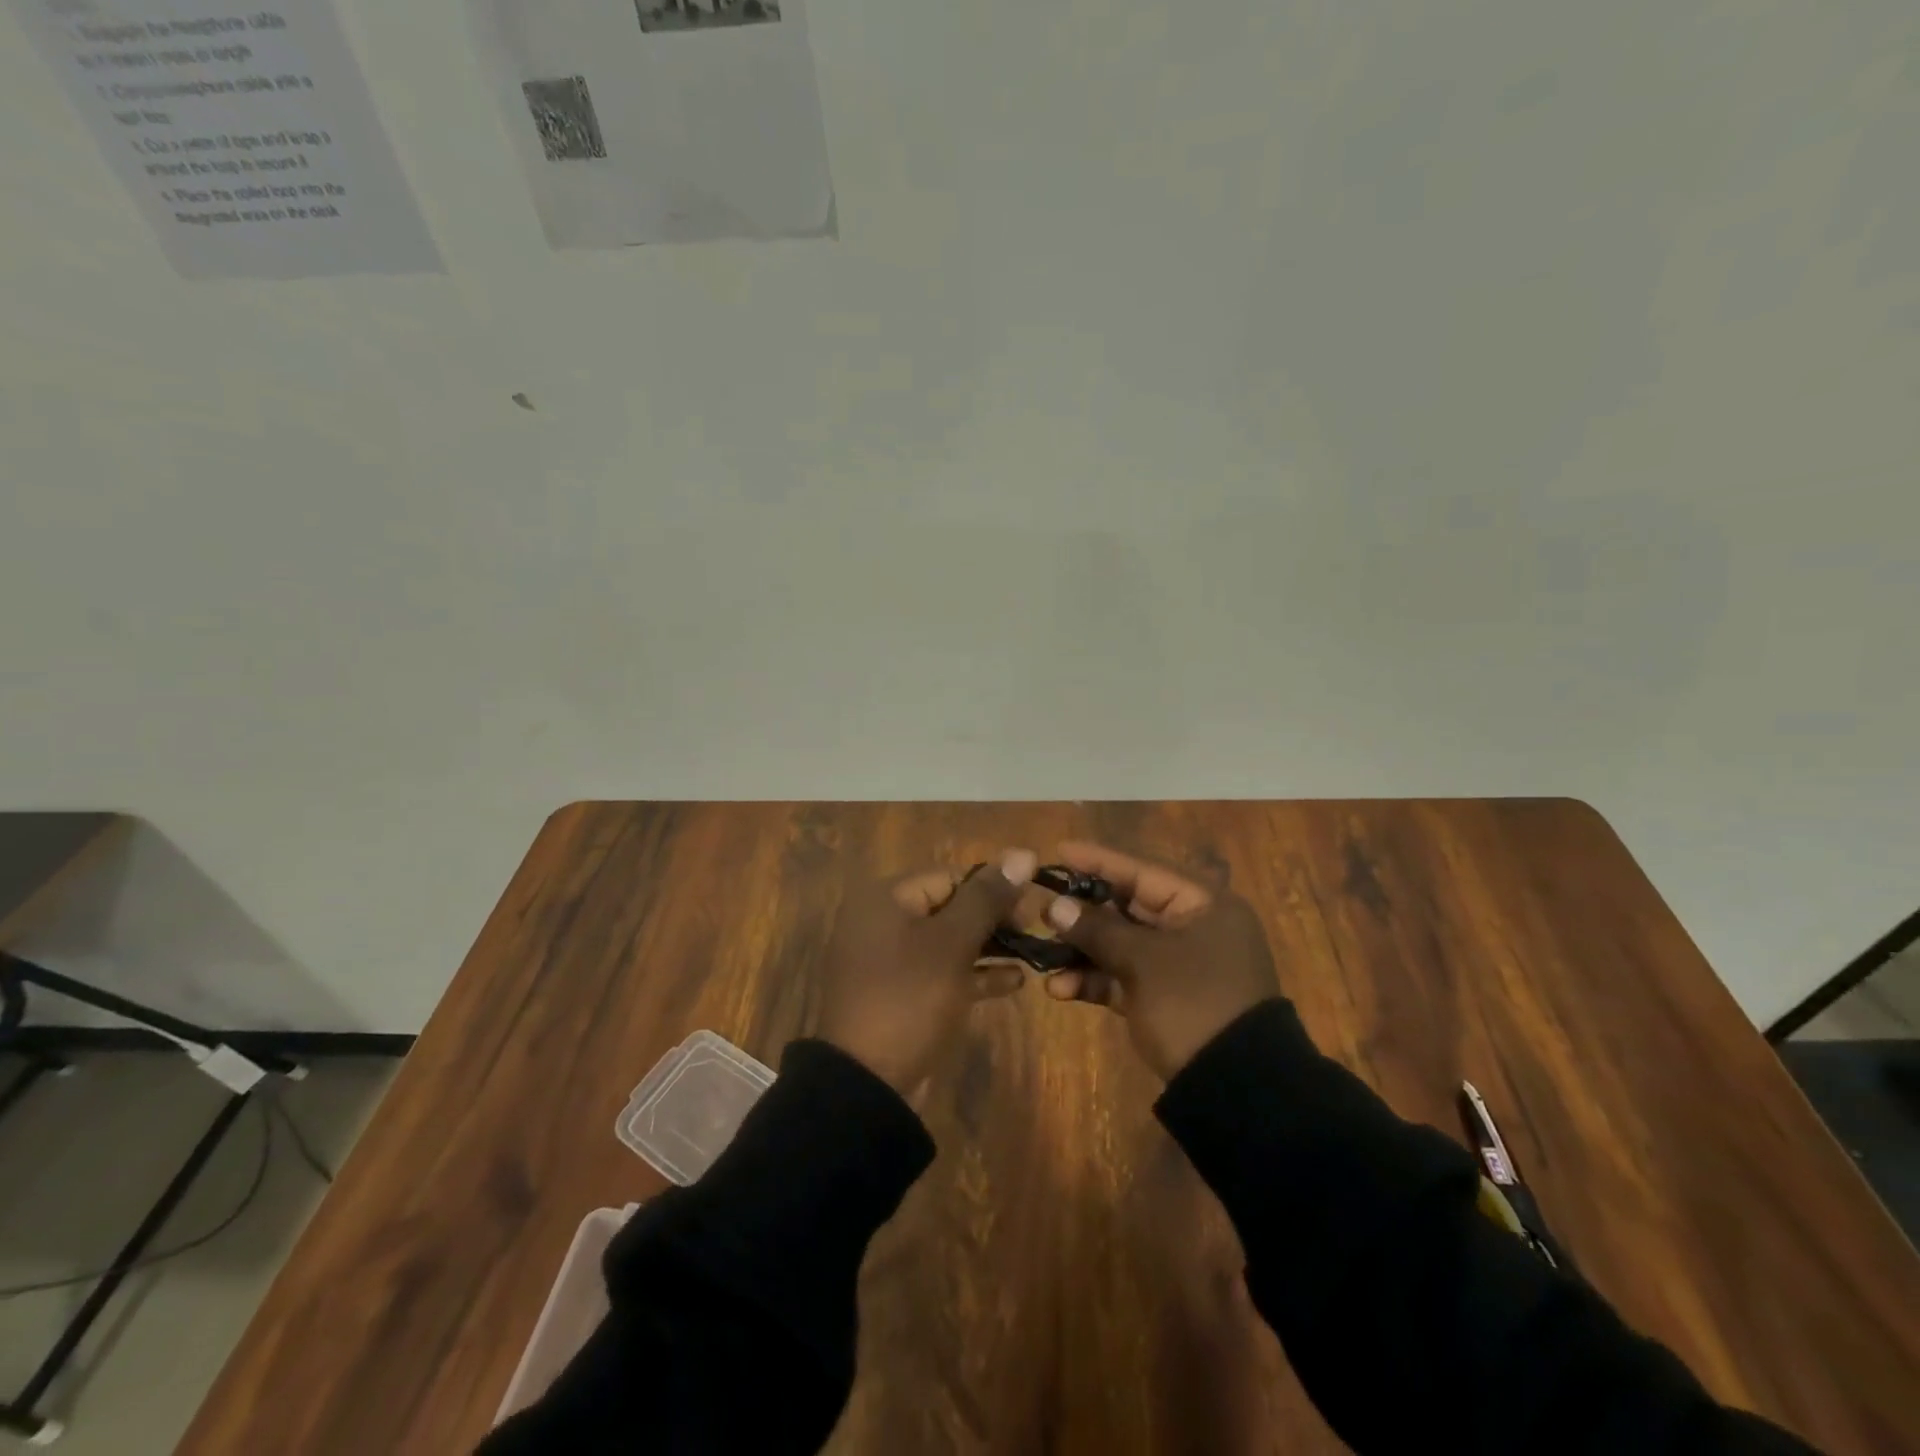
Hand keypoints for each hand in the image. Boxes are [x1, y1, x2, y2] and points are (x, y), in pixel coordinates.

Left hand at [817, 849, 1036, 1092]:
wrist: (867, 1084)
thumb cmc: (909, 997)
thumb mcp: (952, 943)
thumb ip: (986, 898)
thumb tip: (1022, 854)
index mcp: (885, 899)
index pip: (948, 877)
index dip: (991, 888)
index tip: (1029, 907)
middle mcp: (883, 922)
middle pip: (948, 907)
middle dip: (992, 918)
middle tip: (1033, 930)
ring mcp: (890, 962)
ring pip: (948, 942)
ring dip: (988, 945)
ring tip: (1031, 952)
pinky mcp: (900, 996)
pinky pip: (942, 973)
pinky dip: (974, 974)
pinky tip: (1013, 981)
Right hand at [1039, 842, 1279, 1078]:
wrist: (1236, 1090)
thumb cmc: (1193, 1003)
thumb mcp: (1143, 961)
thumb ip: (1097, 929)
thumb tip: (1054, 906)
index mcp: (1204, 904)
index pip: (1143, 870)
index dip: (1099, 860)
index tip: (1058, 851)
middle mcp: (1194, 927)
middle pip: (1129, 907)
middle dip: (1083, 912)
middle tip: (1042, 908)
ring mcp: (1180, 965)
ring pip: (1122, 944)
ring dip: (1083, 951)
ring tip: (1044, 956)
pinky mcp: (1166, 998)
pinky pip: (1124, 977)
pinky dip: (1095, 980)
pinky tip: (1061, 989)